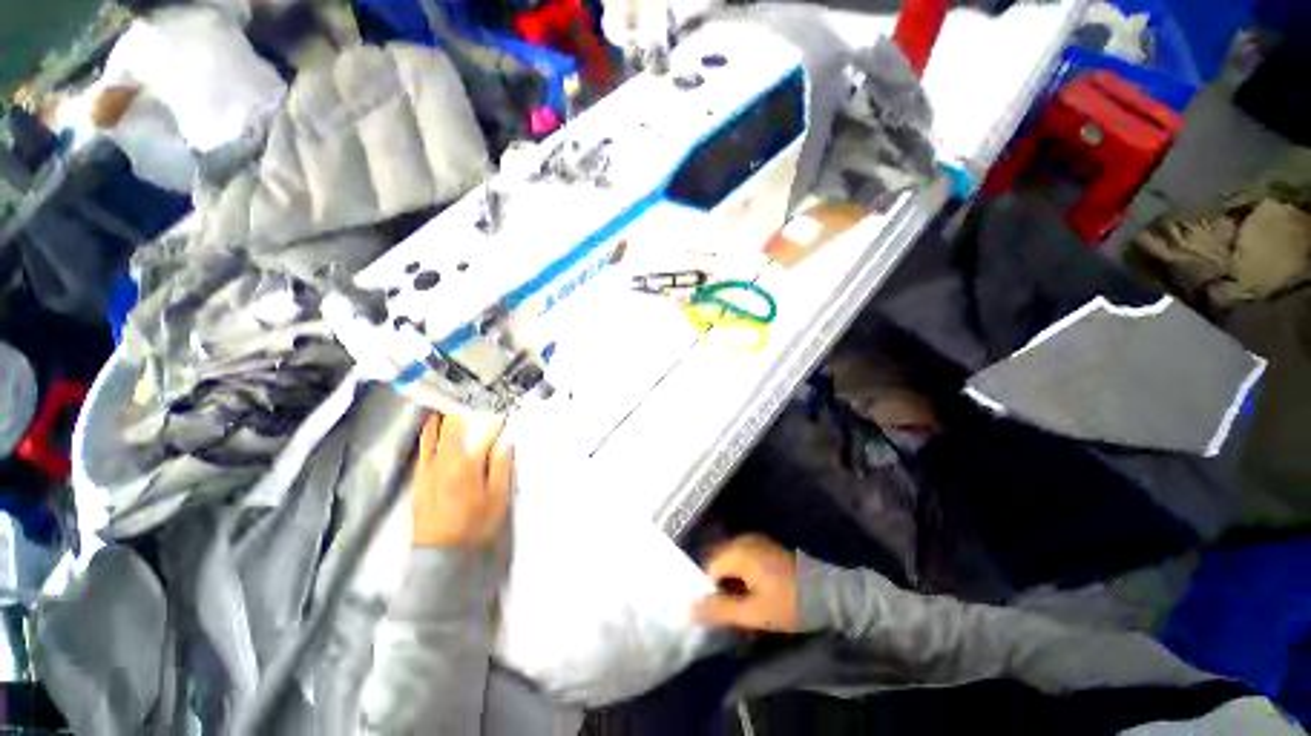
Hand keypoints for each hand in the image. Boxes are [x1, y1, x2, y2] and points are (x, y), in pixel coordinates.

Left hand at [410, 413, 513, 548]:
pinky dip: (426, 438)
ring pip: (431, 438)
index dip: (488, 418)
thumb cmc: (474, 525)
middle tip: (464, 398)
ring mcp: (427, 471)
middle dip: (457, 412)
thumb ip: (501, 468)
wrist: (439, 555)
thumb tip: (506, 443)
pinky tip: (428, 433)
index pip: (479, 434)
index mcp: (465, 465)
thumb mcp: (497, 498)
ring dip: (438, 420)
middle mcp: (442, 462)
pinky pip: (422, 452)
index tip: (495, 406)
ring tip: (443, 405)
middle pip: (449, 430)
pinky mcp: (418, 481)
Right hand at [692, 534, 799, 632]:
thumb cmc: (789, 604)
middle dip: (720, 586)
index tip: (718, 613)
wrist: (827, 595)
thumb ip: (721, 610)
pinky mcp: (764, 545)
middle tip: (730, 611)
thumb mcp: (754, 613)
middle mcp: (743, 539)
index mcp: (738, 551)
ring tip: (741, 604)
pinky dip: (741, 574)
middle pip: (719, 562)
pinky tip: (751, 592)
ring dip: (731, 581)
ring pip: (730, 561)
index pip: (709, 569)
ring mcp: (755, 540)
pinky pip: (741, 557)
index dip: (710, 592)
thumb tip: (690, 609)